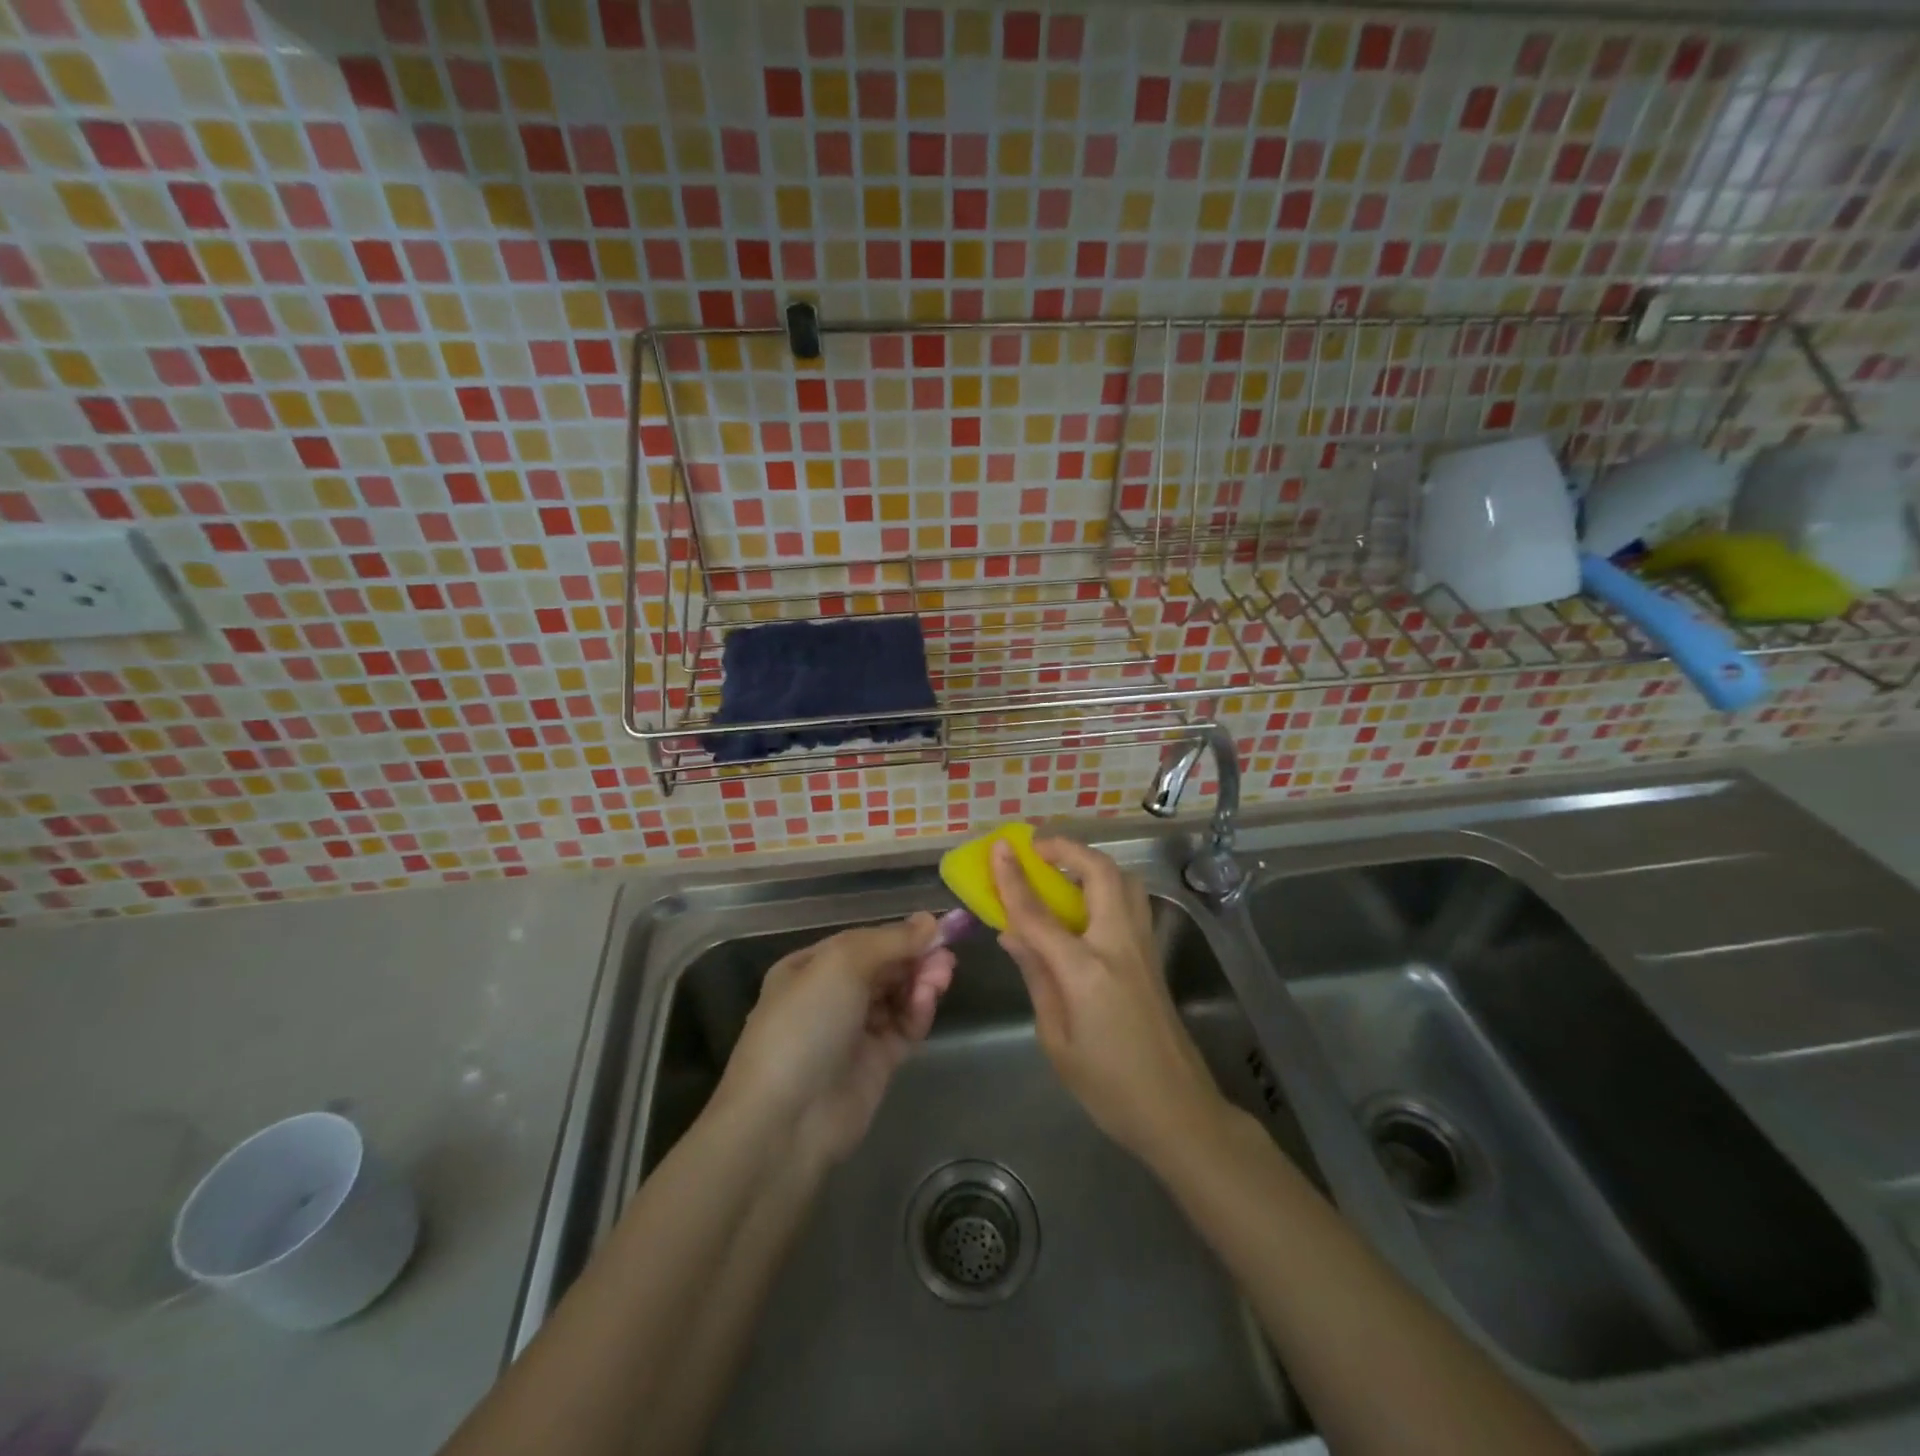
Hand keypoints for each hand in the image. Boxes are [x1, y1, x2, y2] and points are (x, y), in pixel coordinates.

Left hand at [717, 914, 954, 1167]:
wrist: (786, 1121)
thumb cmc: (805, 1025)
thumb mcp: (842, 965)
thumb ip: (890, 941)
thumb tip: (929, 920)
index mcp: (810, 968)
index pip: (864, 941)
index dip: (899, 934)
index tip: (937, 929)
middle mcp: (831, 996)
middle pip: (884, 967)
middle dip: (915, 958)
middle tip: (946, 956)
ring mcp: (854, 1032)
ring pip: (898, 996)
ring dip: (921, 982)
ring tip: (942, 976)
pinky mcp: (876, 1064)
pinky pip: (904, 1028)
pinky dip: (918, 1012)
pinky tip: (928, 1001)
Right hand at [992, 837, 1228, 1167]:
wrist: (1179, 1112)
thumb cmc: (1108, 1087)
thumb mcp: (1057, 1038)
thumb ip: (1036, 976)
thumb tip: (1012, 934)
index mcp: (1087, 971)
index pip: (1040, 913)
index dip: (1014, 879)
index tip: (999, 848)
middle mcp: (1120, 946)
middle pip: (1100, 873)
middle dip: (1068, 849)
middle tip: (1037, 847)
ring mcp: (1144, 947)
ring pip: (1124, 880)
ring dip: (1092, 863)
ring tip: (1062, 870)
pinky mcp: (1154, 955)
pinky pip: (1131, 902)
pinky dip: (1107, 886)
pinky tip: (1086, 906)